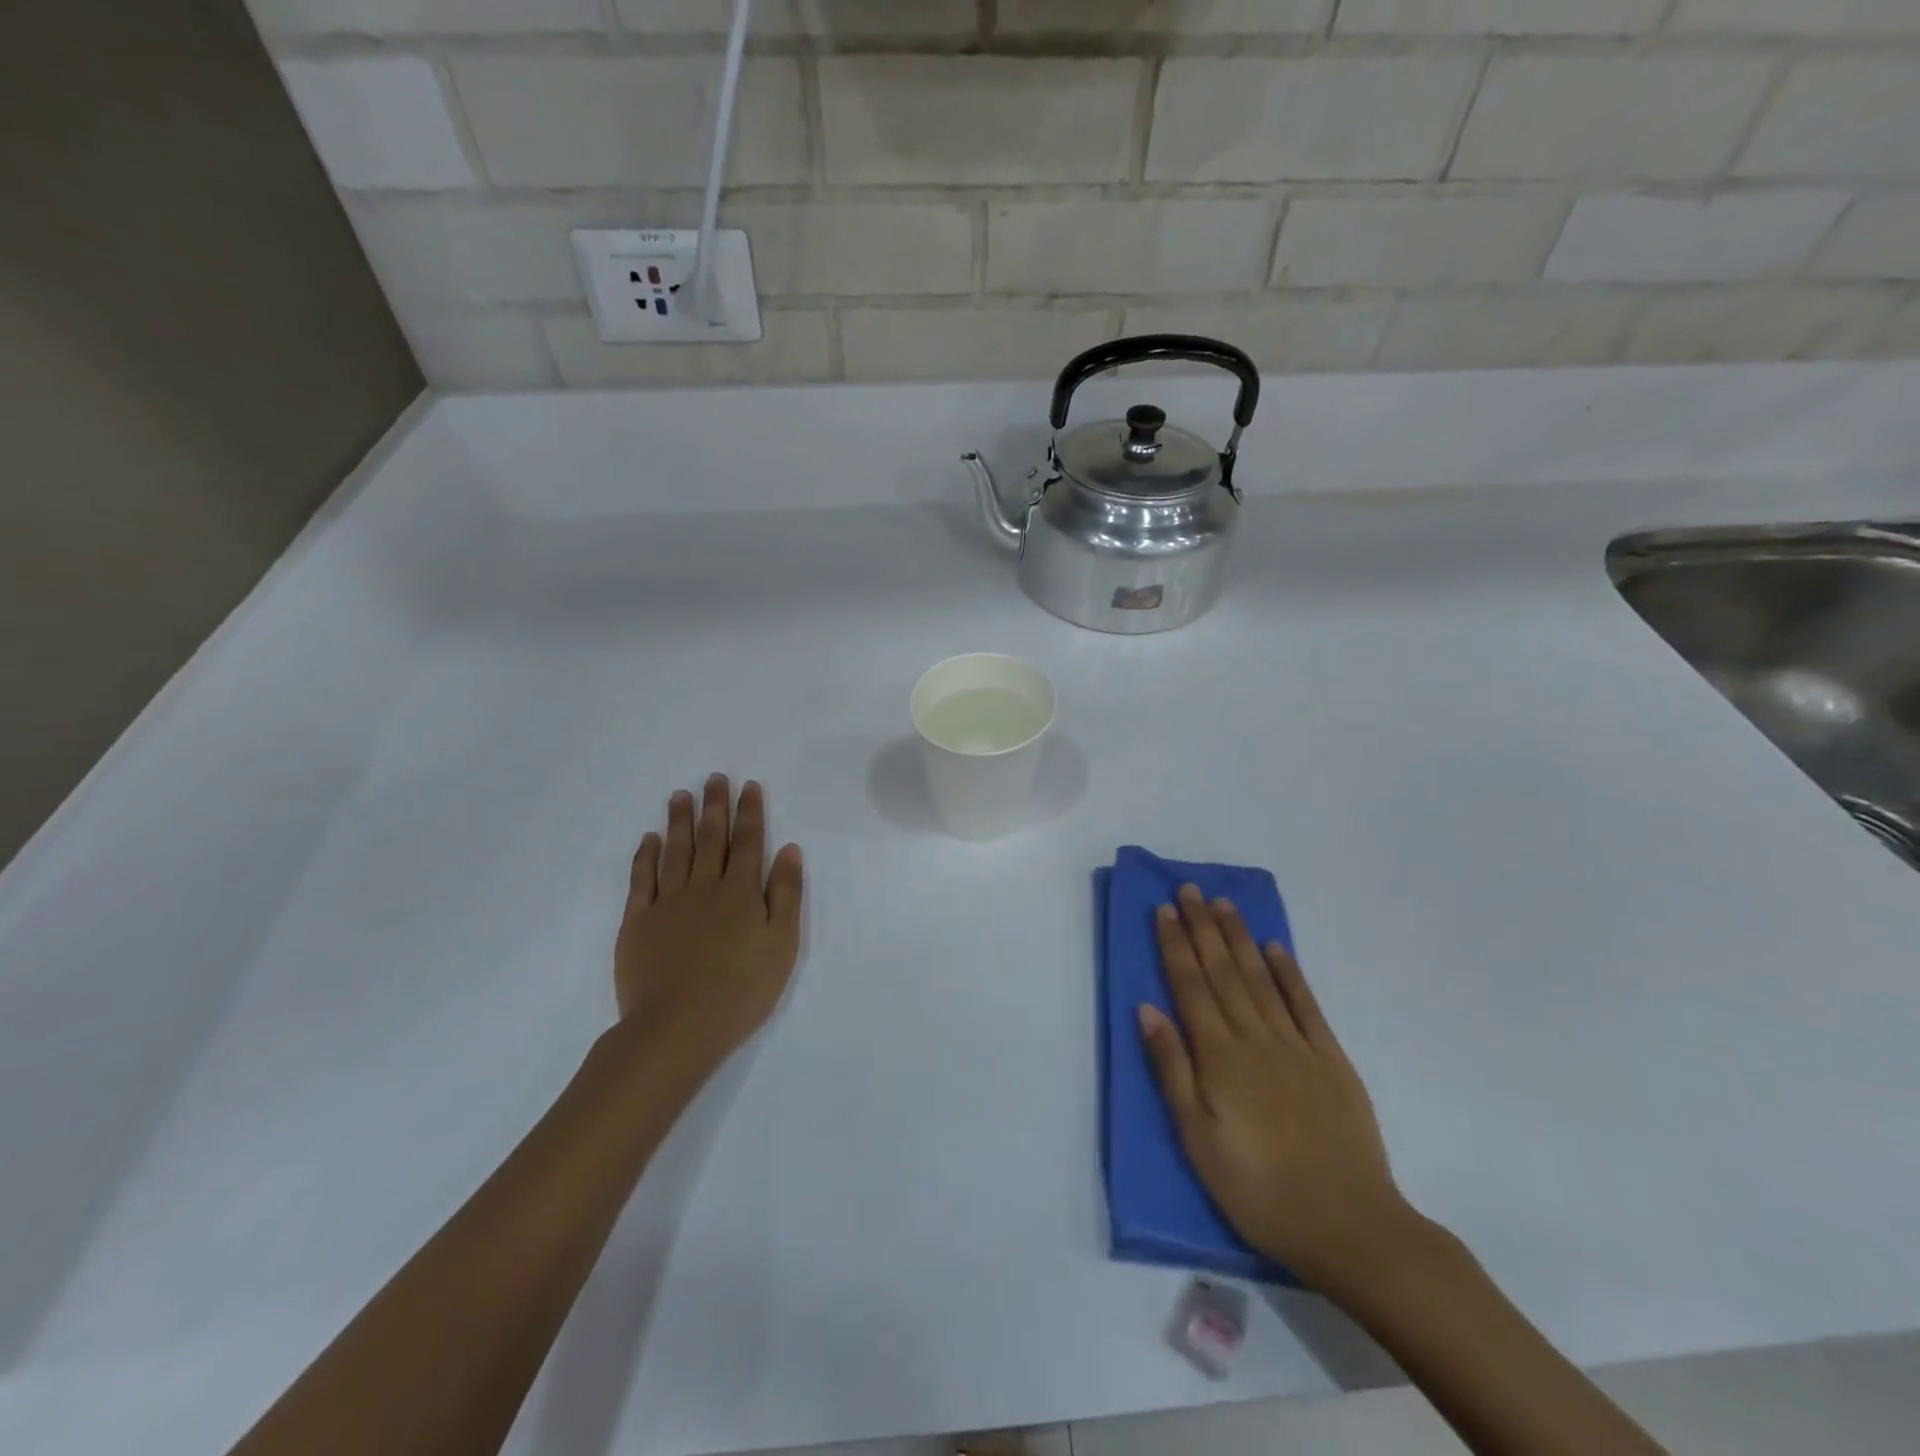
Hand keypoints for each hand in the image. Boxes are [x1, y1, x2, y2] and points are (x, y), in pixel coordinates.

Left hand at [614, 775, 804, 1077]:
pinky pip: (642, 880)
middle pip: (711, 839)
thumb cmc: (741, 989)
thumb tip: (789, 849)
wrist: (676, 1028)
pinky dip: (646, 856)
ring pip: (675, 851)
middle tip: (714, 777)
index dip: (750, 812)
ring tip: (680, 795)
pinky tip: (649, 839)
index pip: (749, 842)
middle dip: (714, 806)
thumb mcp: (782, 944)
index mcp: (741, 893)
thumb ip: (785, 894)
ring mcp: (667, 903)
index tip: (748, 785)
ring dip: (679, 821)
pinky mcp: (638, 923)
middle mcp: (704, 888)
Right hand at [1140, 885, 1420, 1295]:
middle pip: (1223, 972)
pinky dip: (1290, 972)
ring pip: (1260, 978)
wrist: (1348, 1224)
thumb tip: (1147, 1009)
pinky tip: (1276, 948)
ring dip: (1239, 938)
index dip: (1175, 946)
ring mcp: (1296, 1045)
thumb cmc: (1258, 1188)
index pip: (1190, 987)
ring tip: (1223, 904)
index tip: (1164, 910)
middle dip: (1202, 928)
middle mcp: (1254, 1037)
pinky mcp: (1331, 1060)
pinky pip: (1306, 1005)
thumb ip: (1172, 1069)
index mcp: (1219, 1056)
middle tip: (1189, 889)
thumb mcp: (1197, 1138)